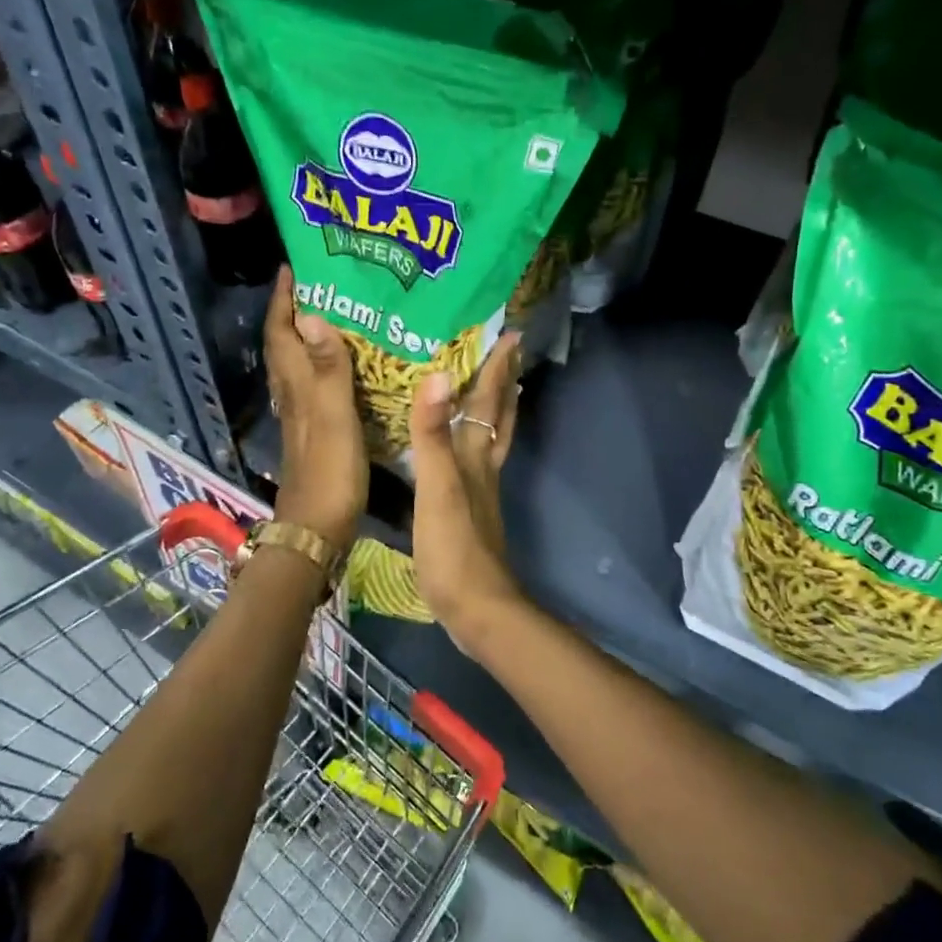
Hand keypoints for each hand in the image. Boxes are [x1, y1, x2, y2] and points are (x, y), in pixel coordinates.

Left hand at [266, 266, 366, 552]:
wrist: (318, 528)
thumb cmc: (329, 472)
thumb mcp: (333, 416)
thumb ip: (327, 368)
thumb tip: (312, 313)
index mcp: (296, 386)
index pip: (281, 331)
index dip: (283, 298)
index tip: (294, 265)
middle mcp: (293, 395)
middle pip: (285, 343)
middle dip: (294, 309)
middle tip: (321, 282)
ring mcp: (302, 415)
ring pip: (297, 364)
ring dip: (307, 335)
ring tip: (335, 312)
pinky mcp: (315, 432)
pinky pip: (315, 385)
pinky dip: (323, 365)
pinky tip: (344, 366)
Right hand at [408, 332, 525, 652]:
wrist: (476, 608)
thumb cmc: (454, 548)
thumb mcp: (437, 488)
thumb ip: (432, 436)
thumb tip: (437, 376)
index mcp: (475, 457)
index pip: (488, 402)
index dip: (497, 368)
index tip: (509, 332)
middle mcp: (482, 468)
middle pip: (500, 417)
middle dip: (504, 383)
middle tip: (508, 352)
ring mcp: (478, 492)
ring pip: (490, 439)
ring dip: (494, 410)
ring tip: (493, 388)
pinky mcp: (467, 512)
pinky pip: (473, 462)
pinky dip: (471, 441)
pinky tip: (458, 448)